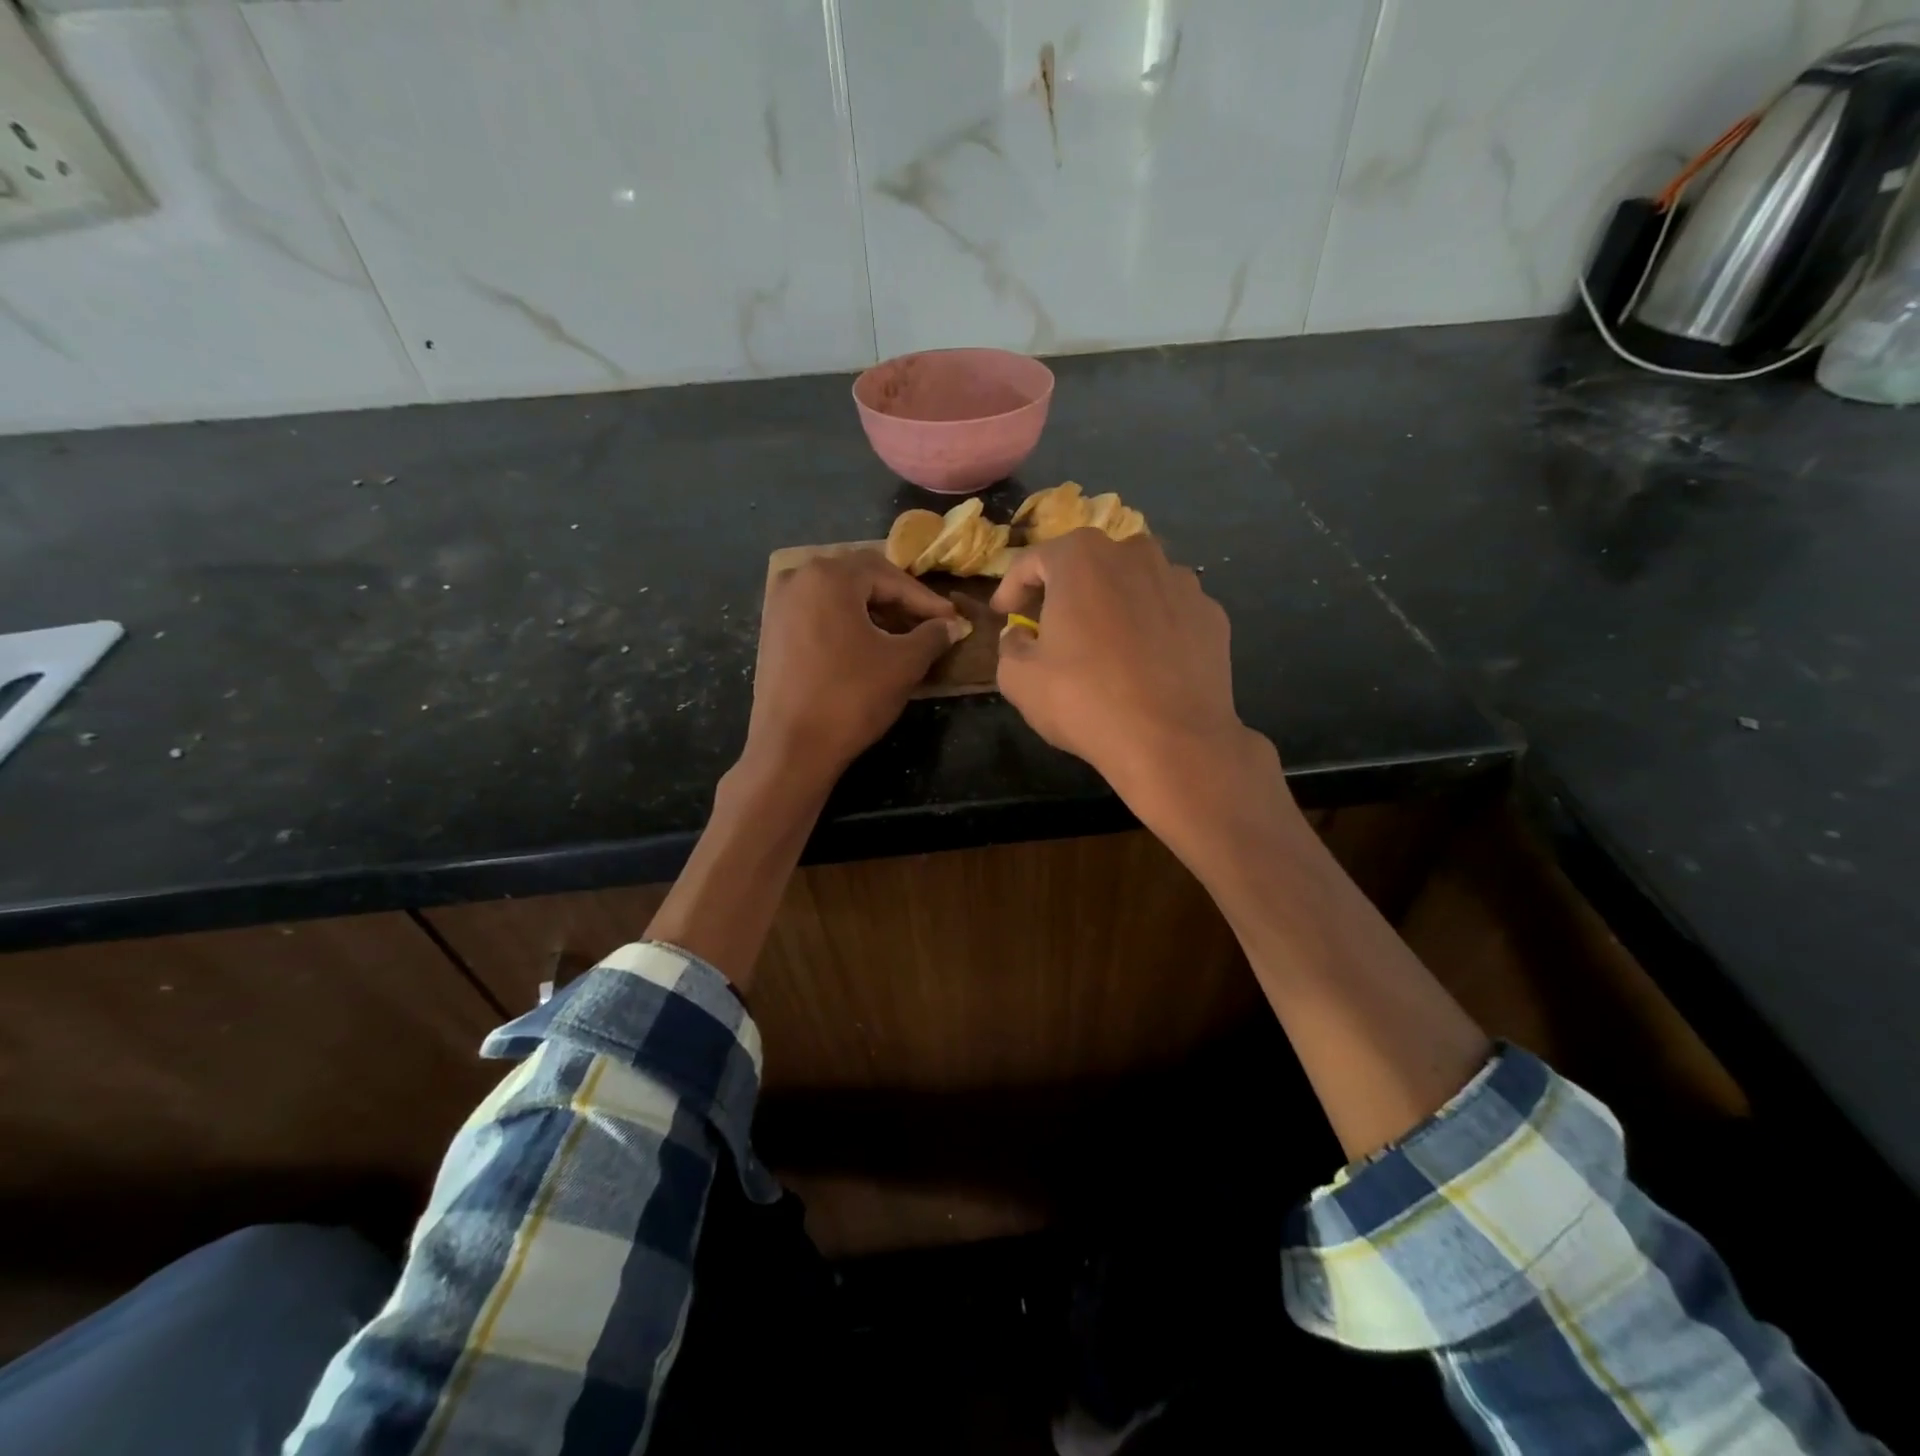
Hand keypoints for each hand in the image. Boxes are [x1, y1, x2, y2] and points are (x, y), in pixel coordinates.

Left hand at [748, 550, 965, 782]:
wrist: (791, 748)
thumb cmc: (851, 697)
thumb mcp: (903, 664)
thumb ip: (932, 635)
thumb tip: (952, 625)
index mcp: (829, 576)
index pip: (890, 577)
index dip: (925, 600)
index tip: (952, 619)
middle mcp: (798, 578)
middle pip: (861, 579)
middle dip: (898, 600)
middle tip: (928, 623)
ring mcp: (779, 605)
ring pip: (838, 597)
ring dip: (873, 612)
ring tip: (902, 637)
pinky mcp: (771, 632)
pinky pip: (818, 614)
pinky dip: (847, 624)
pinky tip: (867, 647)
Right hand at [991, 529, 1278, 824]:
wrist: (1173, 741)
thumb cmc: (1085, 701)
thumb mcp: (1019, 678)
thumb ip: (1011, 645)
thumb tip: (1022, 635)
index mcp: (1082, 558)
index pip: (1033, 560)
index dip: (1011, 587)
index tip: (1003, 613)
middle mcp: (1135, 554)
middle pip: (1089, 563)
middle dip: (1066, 589)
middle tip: (1052, 625)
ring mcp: (1181, 582)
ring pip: (1134, 583)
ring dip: (1113, 604)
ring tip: (1103, 643)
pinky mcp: (1211, 615)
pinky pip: (1168, 611)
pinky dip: (1151, 626)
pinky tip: (1144, 662)